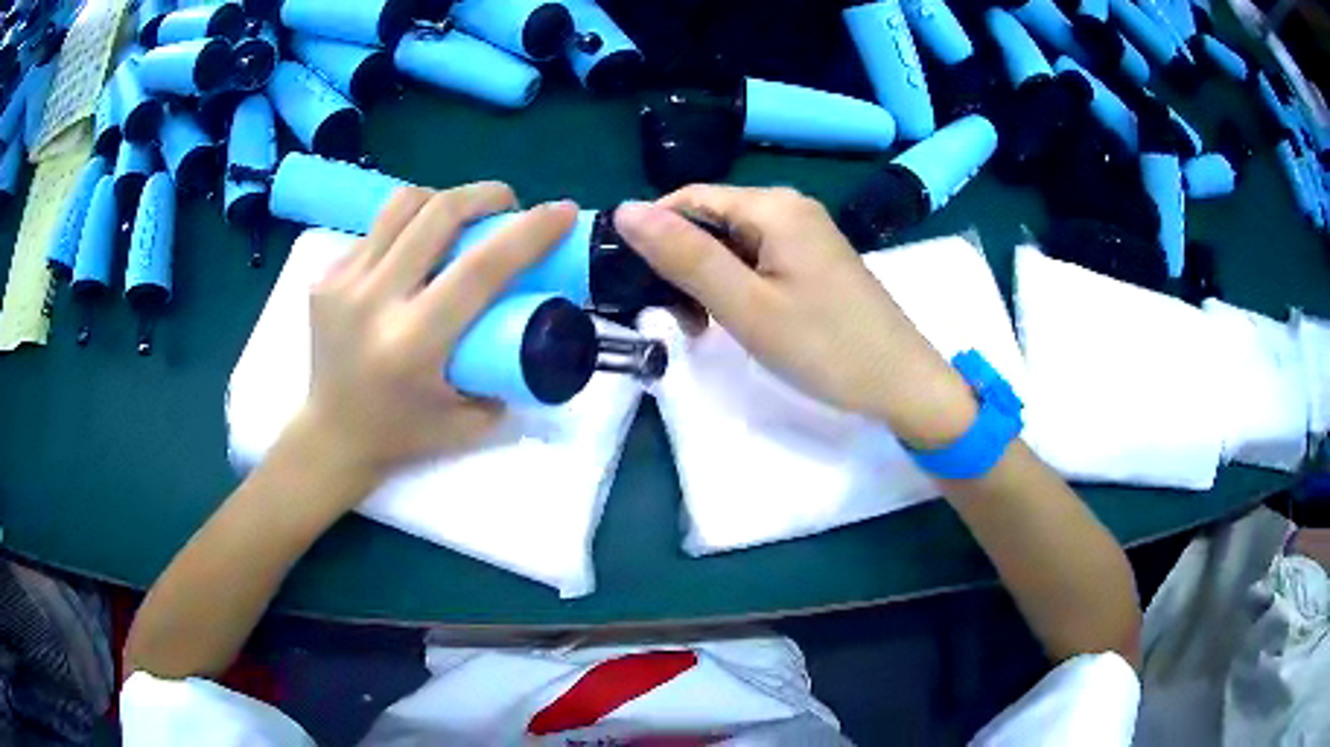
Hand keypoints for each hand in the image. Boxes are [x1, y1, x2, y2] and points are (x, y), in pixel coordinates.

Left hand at [292, 183, 578, 490]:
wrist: (331, 436)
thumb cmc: (403, 436)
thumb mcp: (470, 420)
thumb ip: (506, 368)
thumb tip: (536, 317)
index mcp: (412, 343)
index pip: (480, 269)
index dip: (528, 232)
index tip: (563, 211)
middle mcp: (373, 302)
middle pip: (439, 214)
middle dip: (487, 195)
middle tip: (509, 206)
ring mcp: (343, 282)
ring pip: (405, 204)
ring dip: (445, 200)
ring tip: (462, 219)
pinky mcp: (327, 274)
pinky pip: (379, 227)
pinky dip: (410, 225)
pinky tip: (417, 250)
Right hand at [615, 185, 974, 447]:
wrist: (902, 383)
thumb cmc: (825, 346)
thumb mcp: (746, 305)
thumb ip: (685, 256)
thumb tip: (625, 210)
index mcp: (773, 206)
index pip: (688, 199)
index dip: (654, 235)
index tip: (634, 284)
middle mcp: (789, 207)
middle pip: (711, 219)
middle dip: (682, 263)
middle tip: (674, 319)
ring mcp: (805, 234)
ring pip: (732, 243)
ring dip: (706, 279)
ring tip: (701, 327)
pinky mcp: (814, 261)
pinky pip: (758, 259)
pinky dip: (735, 286)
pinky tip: (735, 319)